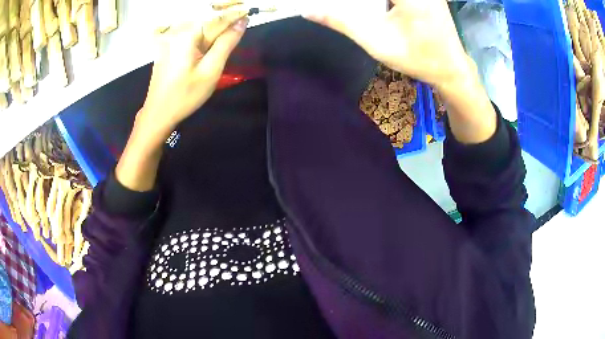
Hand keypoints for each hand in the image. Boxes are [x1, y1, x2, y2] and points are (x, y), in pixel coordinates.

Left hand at [139, 9, 249, 134]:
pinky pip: (189, 35)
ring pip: (198, 27)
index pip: (218, 19)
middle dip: (224, 20)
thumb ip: (227, 43)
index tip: (249, 12)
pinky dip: (202, 34)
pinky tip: (209, 40)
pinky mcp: (166, 47)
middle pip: (207, 21)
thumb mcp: (211, 70)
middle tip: (241, 20)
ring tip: (229, 29)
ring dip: (214, 27)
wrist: (158, 113)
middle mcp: (177, 31)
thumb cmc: (186, 95)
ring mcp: (169, 39)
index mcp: (188, 34)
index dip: (235, 15)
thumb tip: (242, 23)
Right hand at [304, 0, 473, 92]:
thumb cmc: (418, 58)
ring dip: (372, 2)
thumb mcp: (377, 41)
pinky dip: (383, 1)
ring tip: (374, 15)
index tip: (338, 5)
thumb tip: (309, 11)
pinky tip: (380, 8)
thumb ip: (341, 22)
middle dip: (362, 3)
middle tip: (349, 10)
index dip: (349, 1)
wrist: (452, 68)